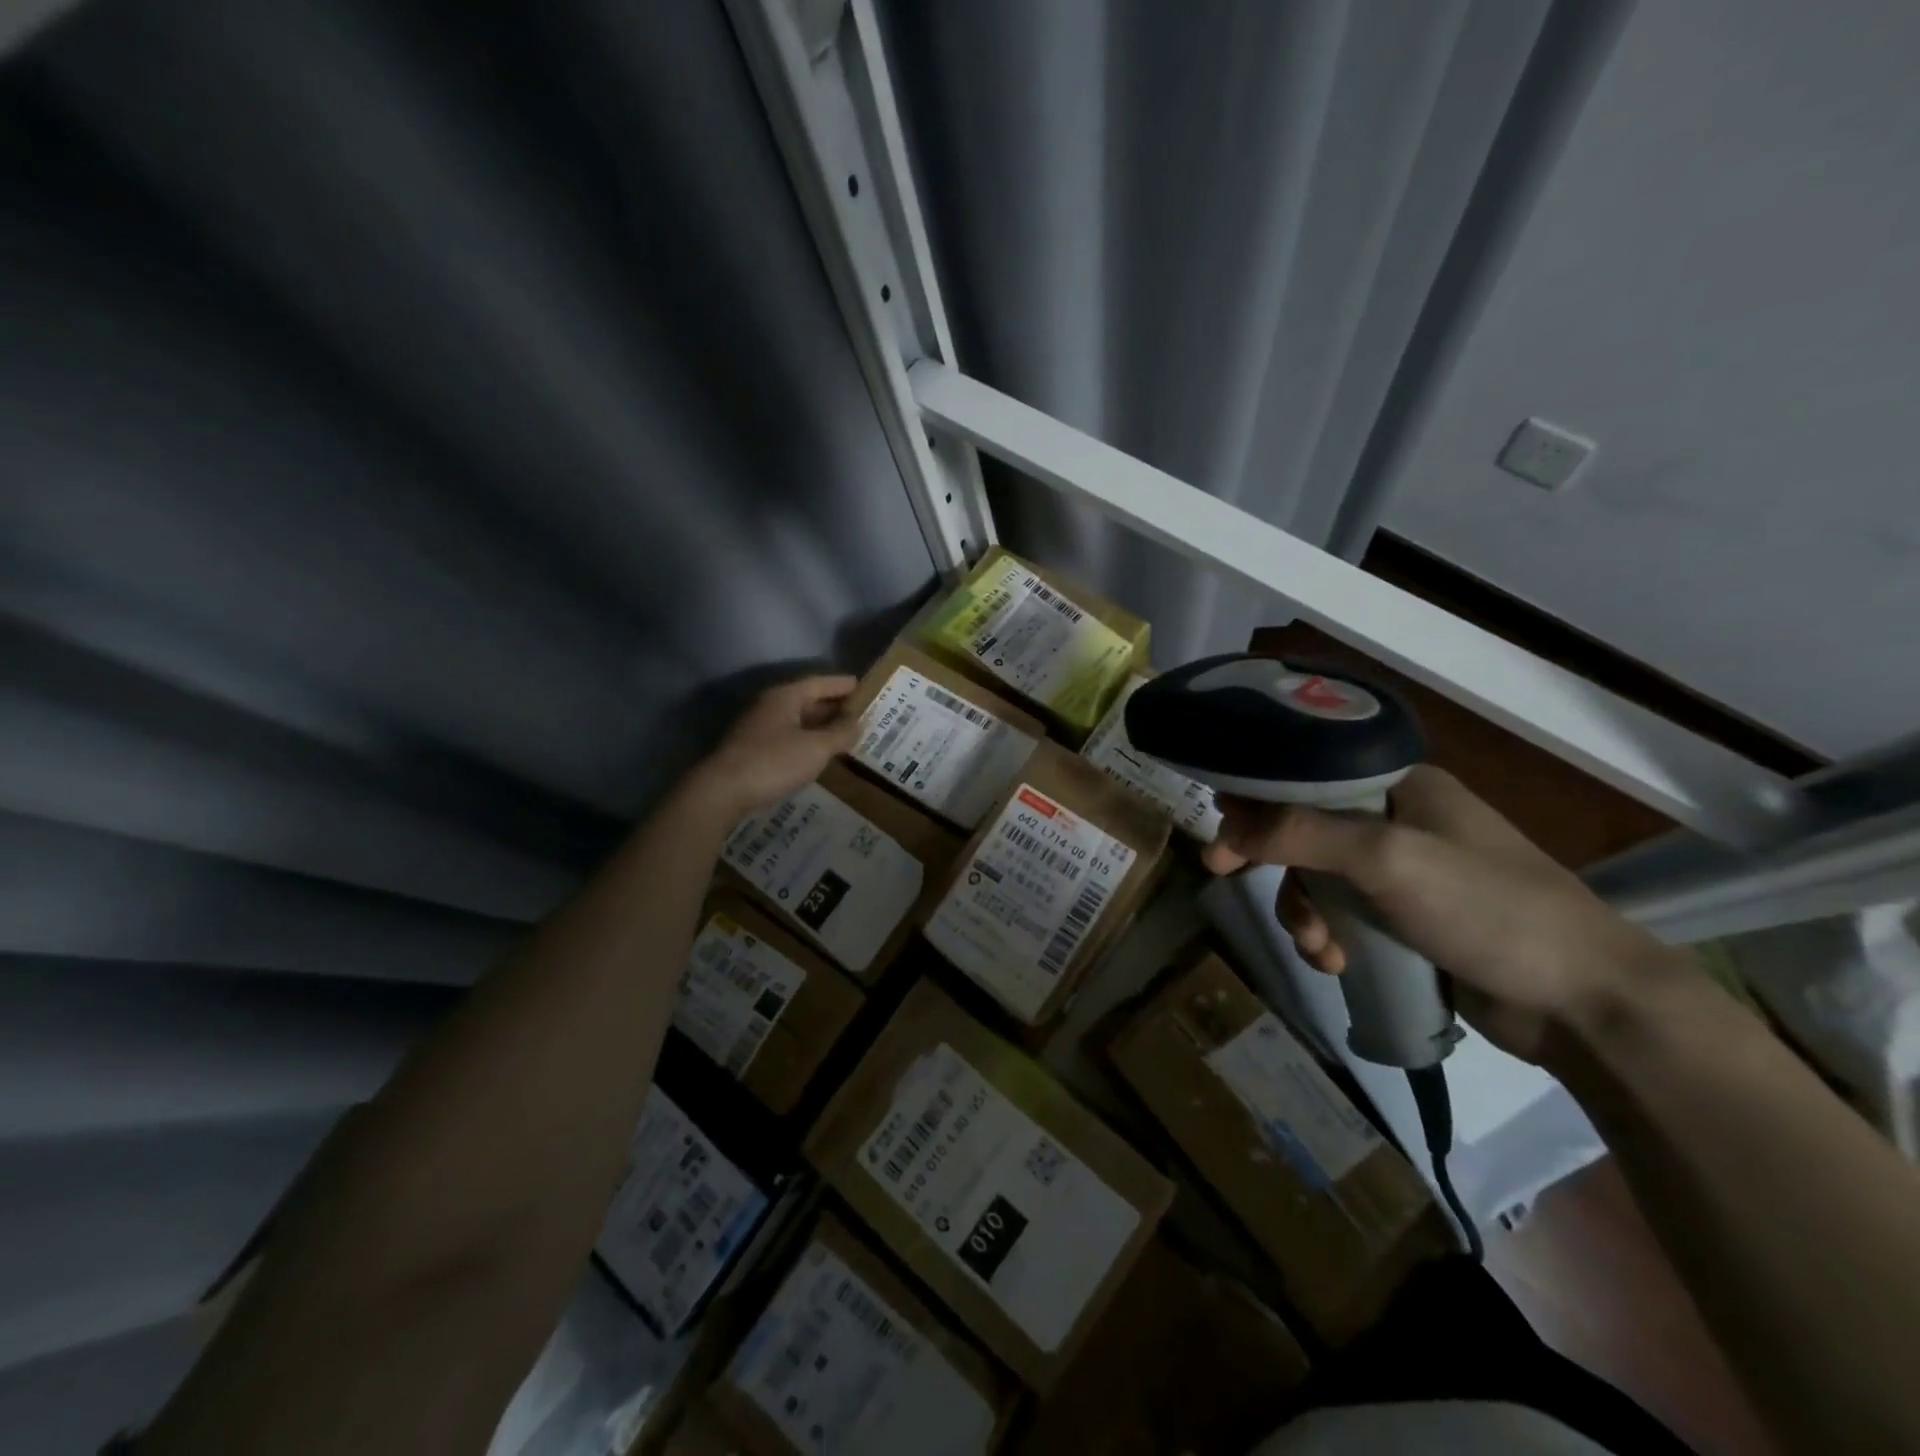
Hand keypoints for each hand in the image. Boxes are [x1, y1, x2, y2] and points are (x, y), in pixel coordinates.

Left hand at [688, 675, 861, 820]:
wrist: (722, 792)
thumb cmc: (773, 762)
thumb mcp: (816, 748)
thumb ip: (840, 734)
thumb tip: (859, 724)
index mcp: (785, 697)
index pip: (820, 682)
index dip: (842, 685)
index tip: (864, 687)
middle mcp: (771, 706)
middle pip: (808, 700)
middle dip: (834, 707)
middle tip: (862, 714)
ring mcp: (760, 728)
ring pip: (798, 721)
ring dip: (821, 726)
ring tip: (846, 734)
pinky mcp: (754, 750)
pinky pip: (789, 738)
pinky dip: (808, 741)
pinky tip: (820, 754)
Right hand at [1202, 766, 1684, 1063]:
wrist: (1585, 1003)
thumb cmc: (1489, 908)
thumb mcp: (1388, 860)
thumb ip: (1302, 835)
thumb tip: (1227, 824)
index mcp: (1401, 785)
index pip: (1308, 772)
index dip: (1258, 793)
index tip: (1218, 820)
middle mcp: (1398, 820)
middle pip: (1305, 826)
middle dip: (1268, 856)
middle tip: (1220, 873)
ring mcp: (1404, 873)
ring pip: (1318, 877)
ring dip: (1302, 910)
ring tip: (1314, 947)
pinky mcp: (1406, 921)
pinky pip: (1342, 916)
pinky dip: (1327, 938)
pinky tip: (1335, 965)